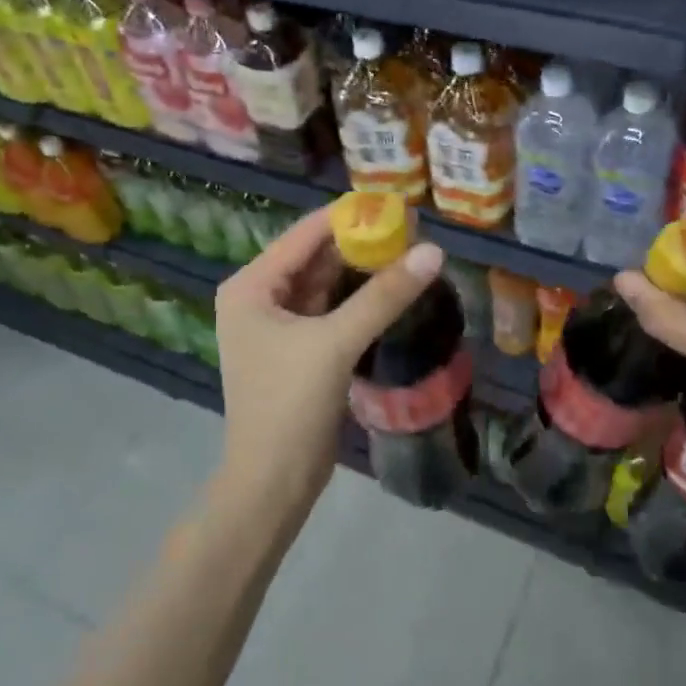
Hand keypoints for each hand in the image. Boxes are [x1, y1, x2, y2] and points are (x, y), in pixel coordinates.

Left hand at [215, 202, 443, 494]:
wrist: (273, 482)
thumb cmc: (290, 405)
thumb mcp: (336, 343)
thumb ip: (383, 295)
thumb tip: (434, 251)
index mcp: (251, 286)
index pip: (304, 235)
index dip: (350, 216)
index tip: (396, 203)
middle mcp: (259, 298)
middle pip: (316, 257)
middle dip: (360, 243)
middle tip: (412, 228)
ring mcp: (278, 326)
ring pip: (326, 284)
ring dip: (363, 270)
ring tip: (410, 250)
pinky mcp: (299, 349)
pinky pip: (332, 310)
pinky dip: (359, 299)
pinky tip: (392, 288)